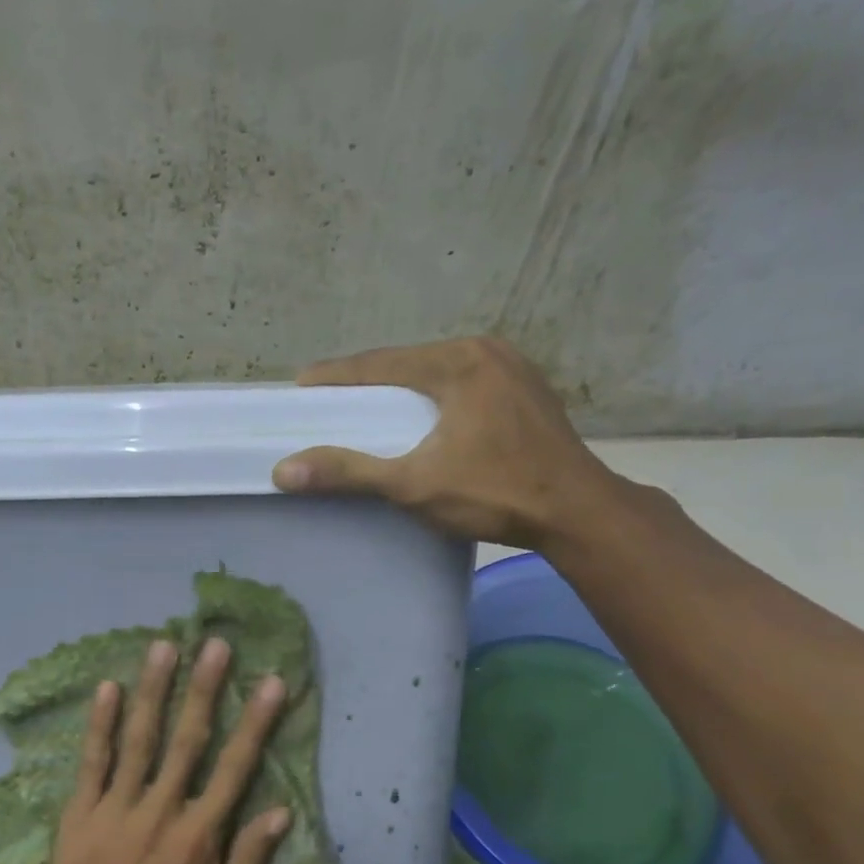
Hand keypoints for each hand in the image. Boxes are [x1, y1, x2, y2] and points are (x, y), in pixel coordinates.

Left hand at [38, 636, 293, 863]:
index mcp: (200, 838)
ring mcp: (116, 809)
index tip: (271, 682)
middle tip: (215, 644)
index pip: (235, 768)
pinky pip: (92, 762)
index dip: (256, 722)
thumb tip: (280, 812)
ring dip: (153, 690)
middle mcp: (160, 812)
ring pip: (139, 739)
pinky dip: (99, 724)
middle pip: (187, 740)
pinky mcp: (80, 814)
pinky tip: (106, 687)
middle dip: (204, 689)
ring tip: (164, 647)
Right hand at [271, 335, 620, 550]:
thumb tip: (283, 471)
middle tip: (330, 400)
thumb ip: (349, 472)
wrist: (579, 513)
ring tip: (368, 407)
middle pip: (408, 362)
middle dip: (367, 381)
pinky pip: (463, 383)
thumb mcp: (414, 484)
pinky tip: (421, 415)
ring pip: (437, 371)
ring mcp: (513, 367)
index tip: (301, 384)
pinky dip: (433, 396)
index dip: (336, 375)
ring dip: (401, 388)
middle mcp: (486, 350)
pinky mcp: (527, 389)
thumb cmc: (495, 493)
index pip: (380, 363)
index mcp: (457, 362)